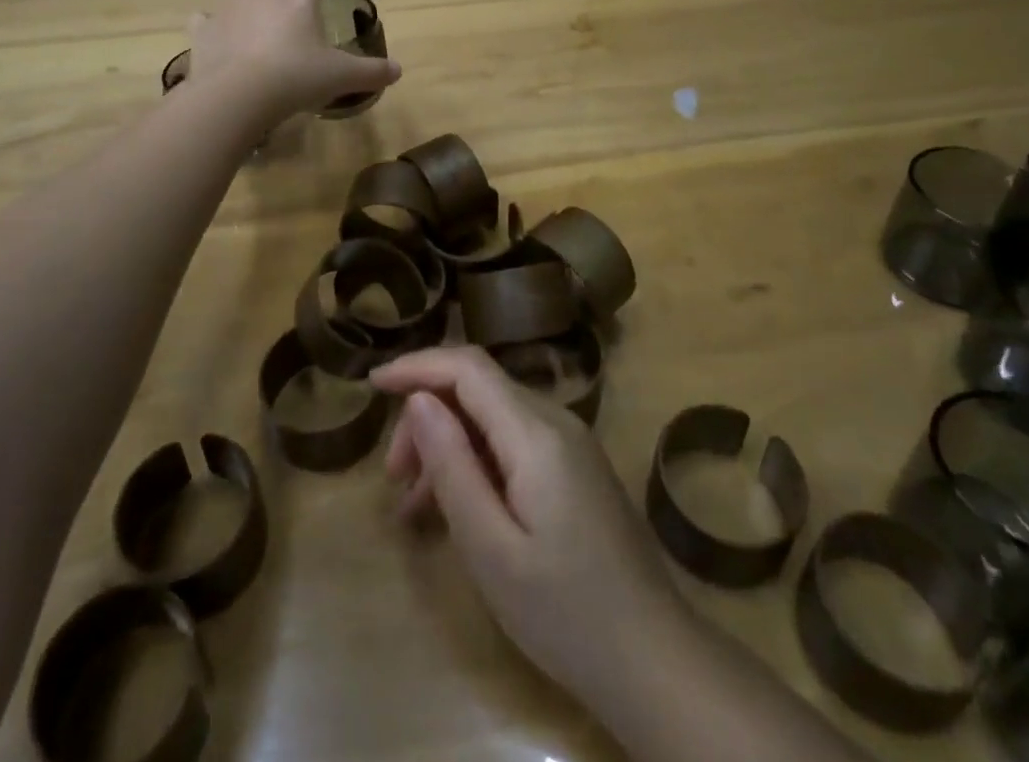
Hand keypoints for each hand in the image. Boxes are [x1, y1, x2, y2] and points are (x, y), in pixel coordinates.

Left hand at [185, 0, 399, 127]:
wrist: (238, 95)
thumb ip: (372, 71)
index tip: (314, 2)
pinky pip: (204, 20)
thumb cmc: (297, 76)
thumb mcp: (342, 76)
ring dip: (247, 6)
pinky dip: (213, 28)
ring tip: (258, 37)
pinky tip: (223, 46)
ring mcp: (226, 9)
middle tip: (288, 16)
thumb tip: (398, 71)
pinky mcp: (201, 32)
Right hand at [369, 346, 683, 706]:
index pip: (468, 367)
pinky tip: (456, 507)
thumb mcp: (492, 548)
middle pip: (477, 389)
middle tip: (394, 478)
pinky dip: (475, 460)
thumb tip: (418, 399)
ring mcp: (569, 443)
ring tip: (414, 503)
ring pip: (492, 415)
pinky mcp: (574, 468)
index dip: (417, 365)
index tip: (373, 383)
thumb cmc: (566, 613)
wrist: (656, 662)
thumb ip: (452, 466)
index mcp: (536, 432)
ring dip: (448, 442)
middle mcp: (555, 421)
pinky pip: (512, 441)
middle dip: (427, 416)